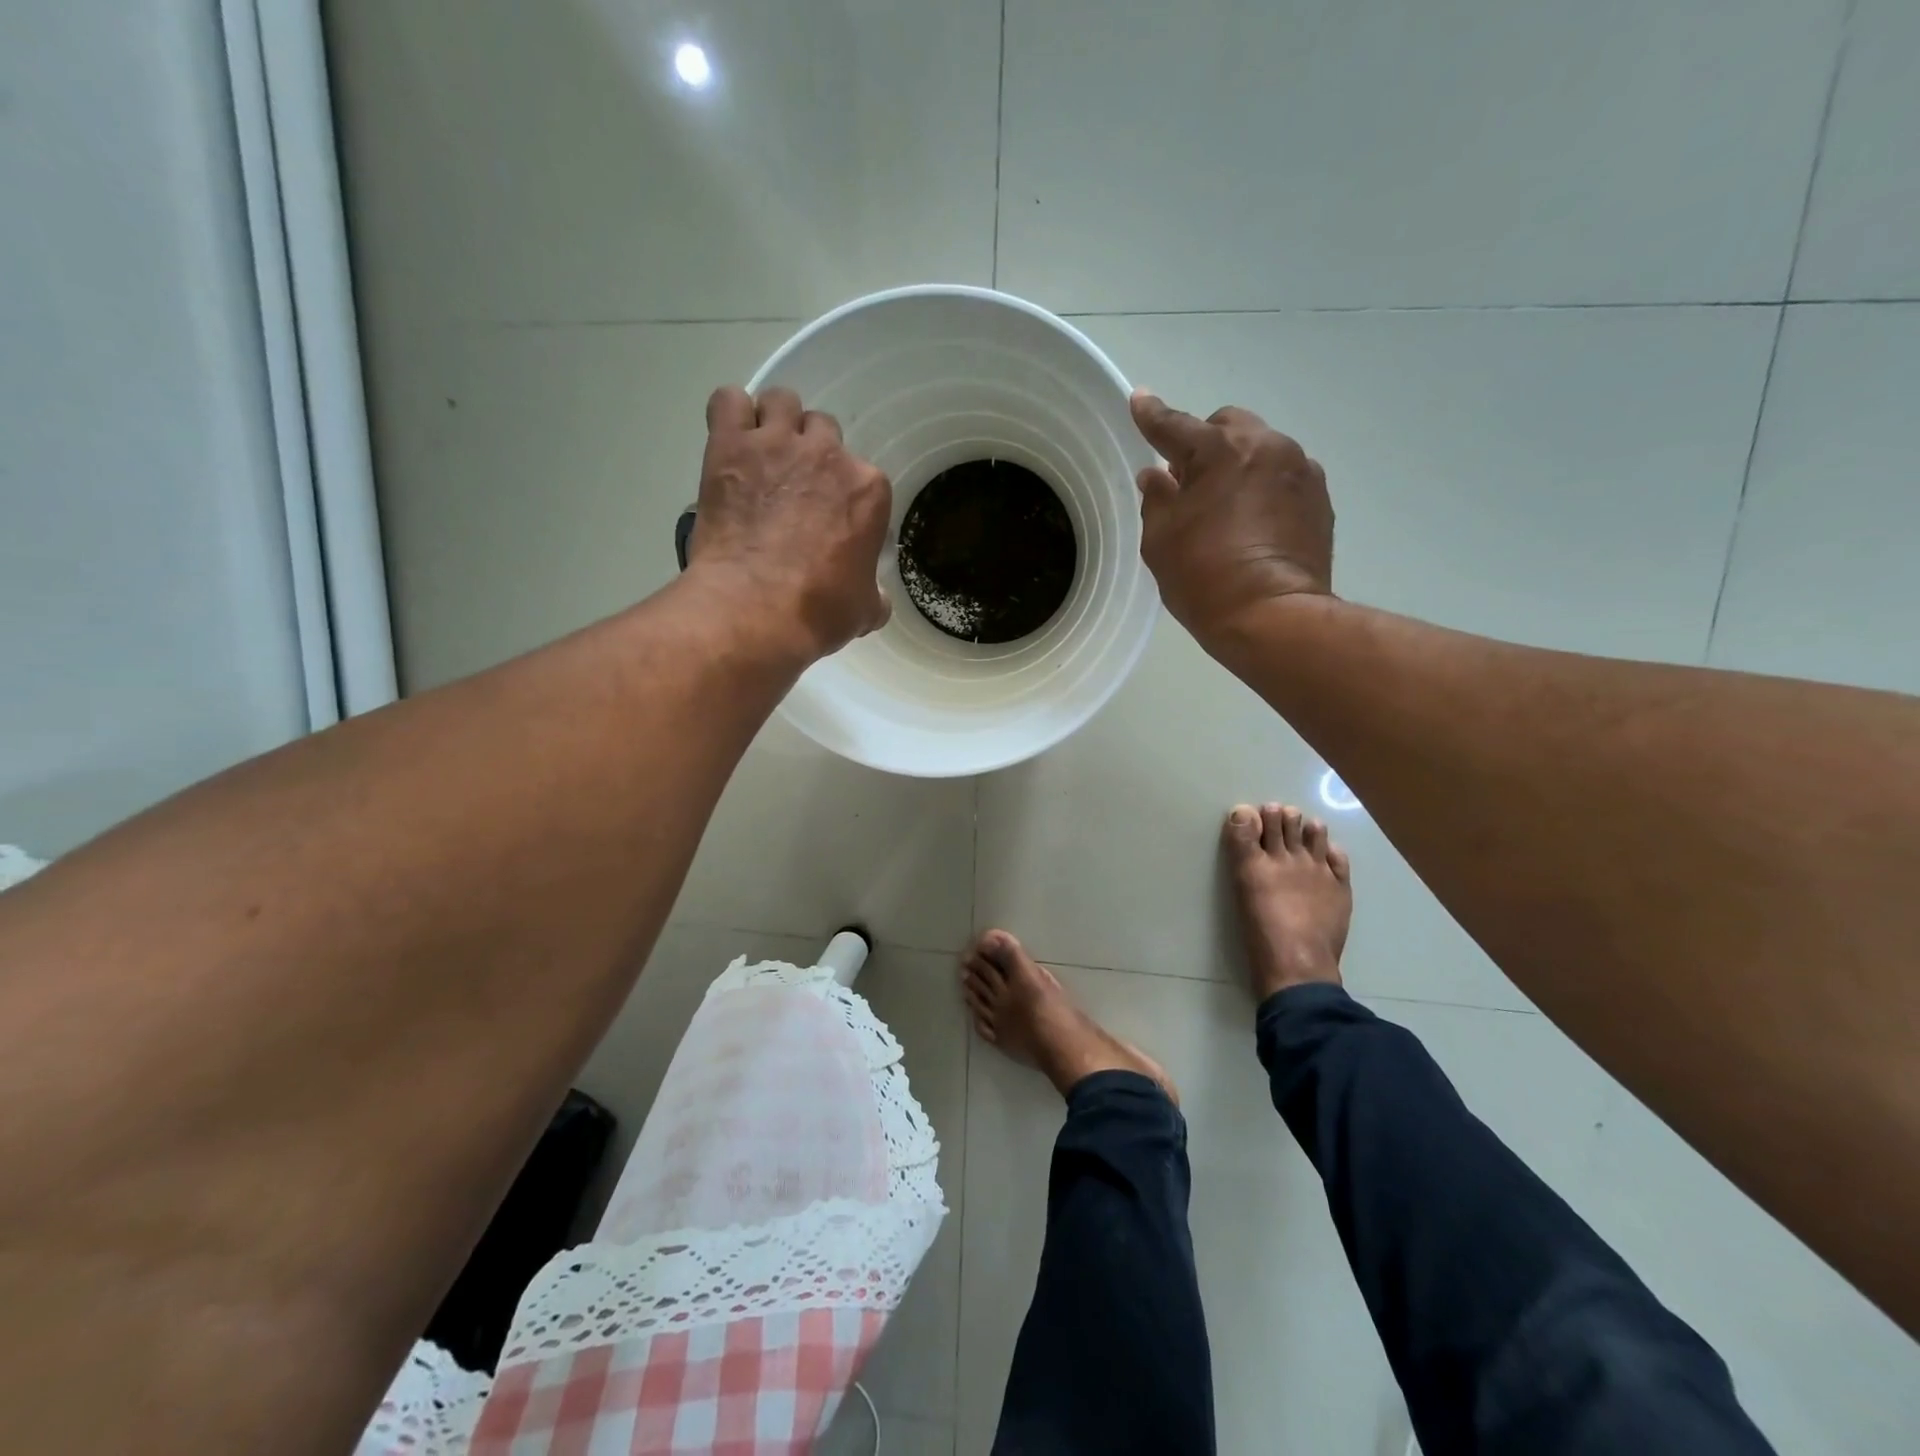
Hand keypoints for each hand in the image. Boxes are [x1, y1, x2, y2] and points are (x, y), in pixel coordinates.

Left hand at [688, 385, 892, 660]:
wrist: (757, 609)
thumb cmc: (819, 612)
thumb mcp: (865, 609)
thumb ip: (873, 592)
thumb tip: (873, 597)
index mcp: (868, 489)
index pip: (862, 476)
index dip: (843, 496)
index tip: (828, 518)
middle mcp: (828, 454)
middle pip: (823, 430)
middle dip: (810, 454)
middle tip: (792, 487)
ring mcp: (777, 444)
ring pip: (782, 402)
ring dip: (774, 423)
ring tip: (761, 456)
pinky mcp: (730, 445)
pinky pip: (729, 401)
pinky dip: (730, 415)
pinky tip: (730, 442)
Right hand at [1129, 392, 1333, 643]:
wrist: (1274, 617)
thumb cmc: (1204, 579)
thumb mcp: (1161, 541)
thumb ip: (1157, 499)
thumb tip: (1157, 476)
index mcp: (1219, 451)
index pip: (1175, 425)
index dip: (1152, 415)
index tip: (1139, 400)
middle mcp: (1265, 446)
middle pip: (1228, 425)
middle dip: (1206, 441)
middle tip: (1188, 478)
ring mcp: (1300, 470)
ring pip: (1261, 449)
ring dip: (1239, 465)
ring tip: (1226, 506)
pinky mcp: (1320, 498)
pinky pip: (1284, 478)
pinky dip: (1265, 488)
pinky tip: (1255, 523)